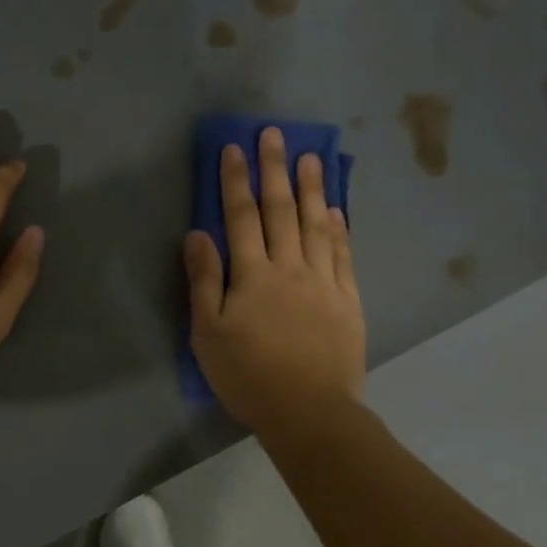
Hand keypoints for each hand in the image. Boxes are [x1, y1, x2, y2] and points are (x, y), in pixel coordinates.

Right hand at [185, 127, 365, 437]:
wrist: (310, 412)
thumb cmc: (249, 376)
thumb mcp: (209, 334)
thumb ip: (204, 281)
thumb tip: (198, 234)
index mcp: (252, 276)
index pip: (241, 217)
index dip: (236, 181)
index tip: (234, 149)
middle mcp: (289, 268)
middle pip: (281, 211)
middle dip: (274, 170)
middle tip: (274, 134)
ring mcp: (324, 282)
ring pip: (316, 225)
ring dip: (312, 189)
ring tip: (310, 157)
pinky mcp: (348, 300)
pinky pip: (343, 256)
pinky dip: (338, 229)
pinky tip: (336, 210)